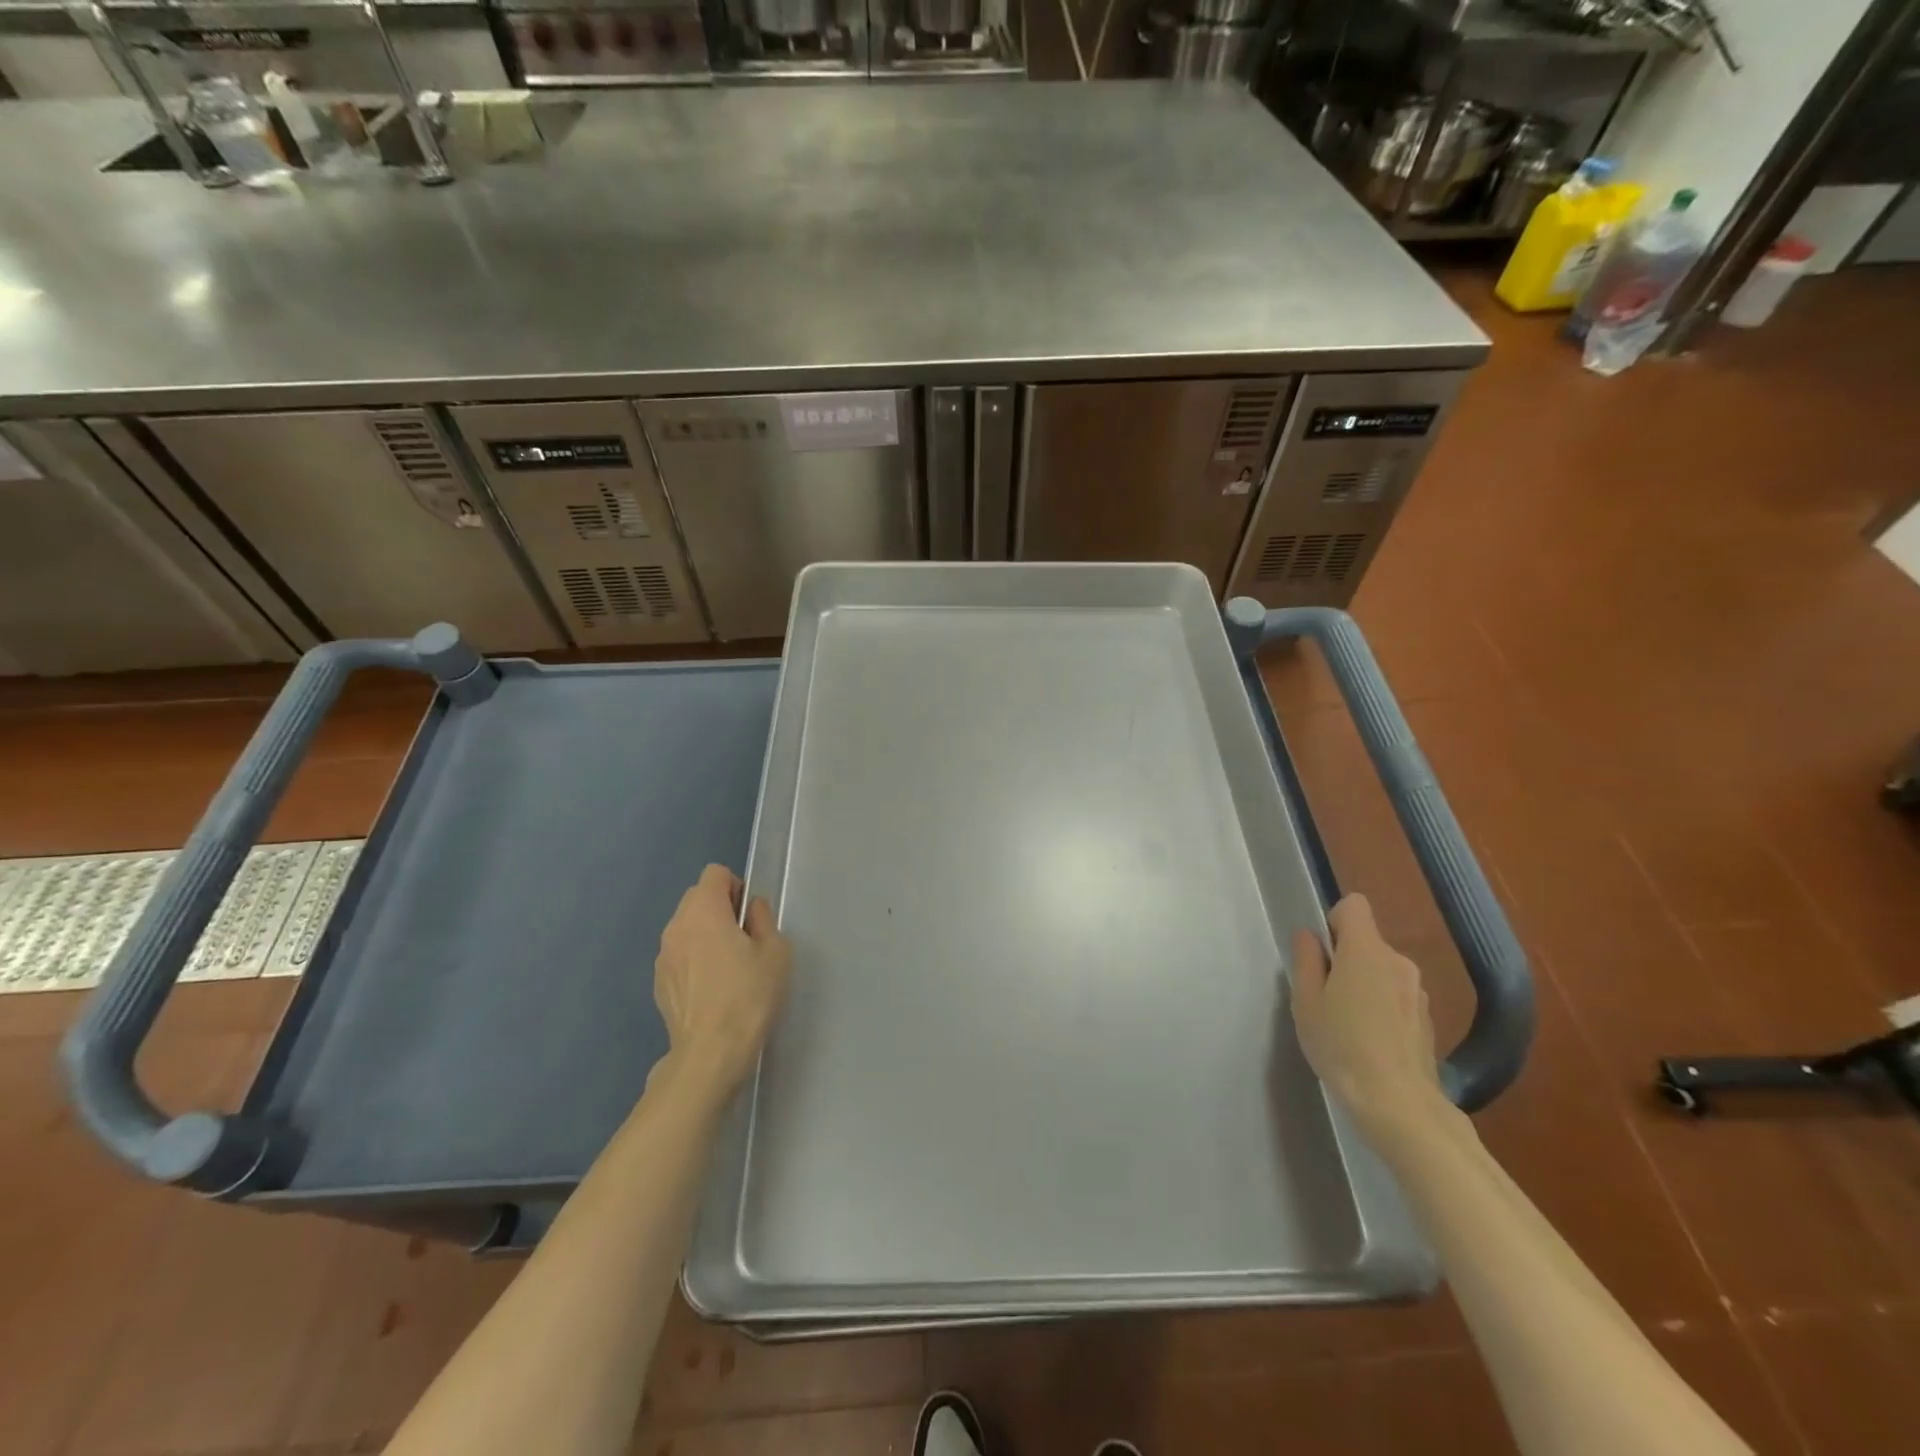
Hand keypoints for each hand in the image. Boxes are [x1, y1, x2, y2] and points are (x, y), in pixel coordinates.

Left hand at [654, 865, 791, 1097]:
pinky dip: (694, 960)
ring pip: (686, 928)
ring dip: (705, 935)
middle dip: (720, 909)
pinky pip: (679, 956)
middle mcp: (676, 926)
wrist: (711, 1053)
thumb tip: (751, 909)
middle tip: (744, 940)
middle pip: (697, 898)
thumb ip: (763, 920)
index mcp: (704, 911)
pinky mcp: (659, 983)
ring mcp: (663, 956)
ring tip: (728, 968)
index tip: (749, 916)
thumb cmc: (749, 995)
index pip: (714, 874)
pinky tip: (712, 990)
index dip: (735, 886)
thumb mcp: (776, 951)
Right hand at [1290, 894, 1446, 1138]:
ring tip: (1346, 1025)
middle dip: (1345, 959)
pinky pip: (1397, 997)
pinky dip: (1382, 1008)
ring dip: (1364, 985)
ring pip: (1382, 971)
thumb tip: (1310, 937)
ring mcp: (1418, 992)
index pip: (1354, 905)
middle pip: (1367, 942)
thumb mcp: (1306, 1002)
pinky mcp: (1427, 1020)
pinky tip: (1370, 1043)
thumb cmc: (1342, 1046)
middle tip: (1324, 997)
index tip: (1321, 953)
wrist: (1399, 1105)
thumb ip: (1307, 961)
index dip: (1333, 920)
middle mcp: (1398, 962)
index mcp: (1366, 950)